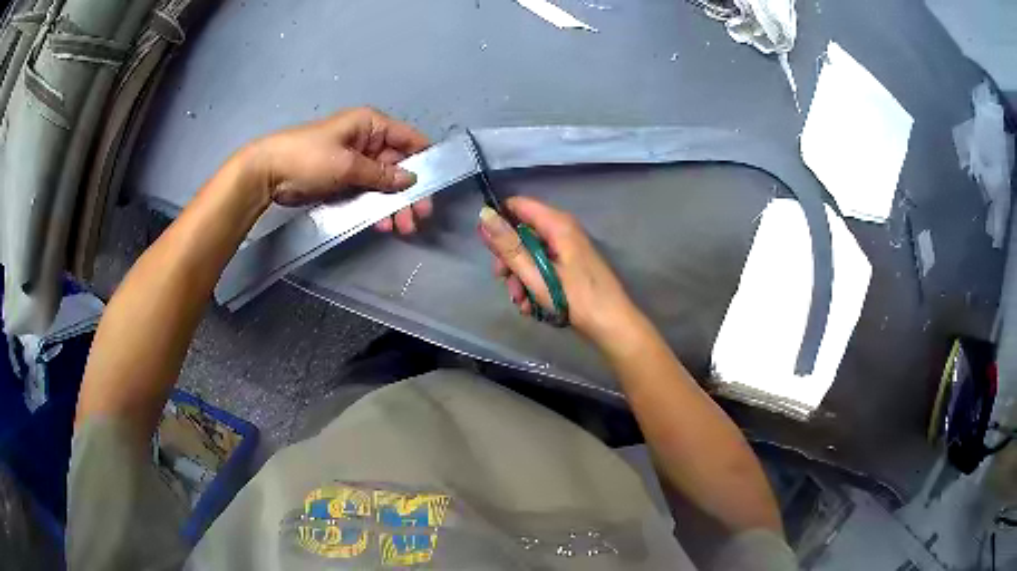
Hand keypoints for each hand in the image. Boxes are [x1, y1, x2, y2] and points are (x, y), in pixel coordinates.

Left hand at [242, 107, 432, 233]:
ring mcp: (356, 162)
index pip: (409, 139)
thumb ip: (381, 174)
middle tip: (419, 217)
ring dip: (394, 204)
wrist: (268, 173)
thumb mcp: (348, 164)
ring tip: (401, 228)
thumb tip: (412, 179)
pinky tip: (381, 224)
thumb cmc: (309, 159)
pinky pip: (368, 193)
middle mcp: (368, 141)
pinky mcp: (344, 180)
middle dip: (409, 191)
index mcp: (371, 125)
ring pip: (385, 183)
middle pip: (399, 166)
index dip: (425, 161)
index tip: (436, 187)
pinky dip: (376, 207)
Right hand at [478, 197, 639, 345]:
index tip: (487, 246)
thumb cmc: (575, 299)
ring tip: (521, 302)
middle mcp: (563, 230)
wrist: (612, 325)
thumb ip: (509, 246)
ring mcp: (568, 249)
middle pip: (523, 233)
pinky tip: (532, 307)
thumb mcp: (535, 274)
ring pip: (531, 254)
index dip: (499, 221)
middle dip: (509, 259)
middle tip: (503, 281)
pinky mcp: (570, 266)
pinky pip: (543, 267)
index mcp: (558, 224)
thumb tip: (484, 216)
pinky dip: (534, 284)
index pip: (518, 205)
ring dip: (520, 278)